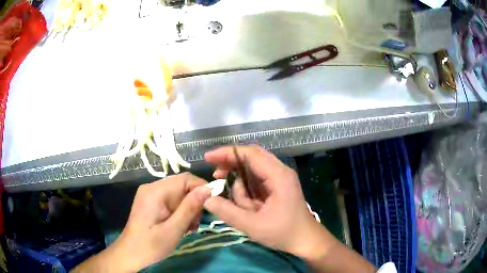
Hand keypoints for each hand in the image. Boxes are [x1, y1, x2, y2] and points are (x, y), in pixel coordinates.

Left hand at [74, 173, 210, 272]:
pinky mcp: (151, 202)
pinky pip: (171, 200)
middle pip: (182, 186)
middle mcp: (151, 187)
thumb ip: (189, 208)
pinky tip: (180, 225)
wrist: (130, 254)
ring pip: (178, 193)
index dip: (202, 188)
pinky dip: (180, 211)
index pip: (185, 179)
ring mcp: (150, 194)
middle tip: (196, 223)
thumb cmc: (151, 245)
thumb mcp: (173, 230)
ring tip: (188, 227)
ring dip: (188, 209)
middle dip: (194, 202)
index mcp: (155, 192)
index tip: (213, 205)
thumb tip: (208, 189)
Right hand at [204, 145, 338, 257]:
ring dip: (242, 185)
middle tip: (216, 176)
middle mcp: (281, 171)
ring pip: (253, 171)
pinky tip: (249, 206)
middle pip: (251, 157)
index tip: (208, 158)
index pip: (250, 154)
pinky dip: (248, 190)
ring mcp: (281, 178)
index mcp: (278, 176)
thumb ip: (227, 211)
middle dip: (232, 165)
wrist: (306, 240)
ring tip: (245, 207)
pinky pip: (258, 180)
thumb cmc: (283, 233)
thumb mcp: (252, 225)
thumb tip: (206, 198)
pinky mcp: (279, 186)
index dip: (227, 153)